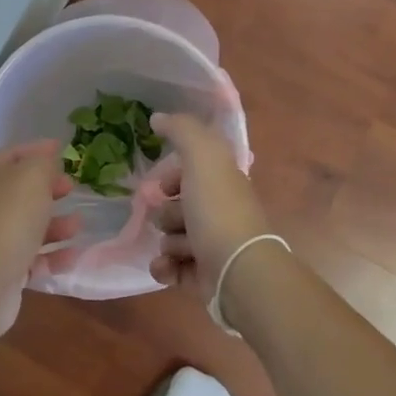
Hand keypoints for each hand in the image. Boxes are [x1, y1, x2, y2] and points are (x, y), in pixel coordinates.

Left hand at [0, 139, 79, 337]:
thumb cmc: (6, 220)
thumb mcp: (31, 177)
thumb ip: (43, 164)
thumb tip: (47, 164)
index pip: (11, 155)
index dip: (37, 149)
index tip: (62, 148)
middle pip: (19, 191)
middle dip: (48, 188)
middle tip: (72, 188)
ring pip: (27, 226)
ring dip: (55, 224)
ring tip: (78, 224)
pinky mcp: (1, 271)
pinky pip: (32, 258)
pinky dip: (52, 255)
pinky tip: (73, 255)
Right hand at [148, 113, 272, 301]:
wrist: (237, 271)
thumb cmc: (218, 210)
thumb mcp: (202, 156)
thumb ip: (182, 130)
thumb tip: (158, 118)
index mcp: (223, 184)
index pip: (192, 173)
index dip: (173, 176)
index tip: (163, 185)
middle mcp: (219, 214)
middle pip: (177, 207)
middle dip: (166, 213)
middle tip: (174, 219)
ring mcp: (212, 247)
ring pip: (171, 238)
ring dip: (168, 241)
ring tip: (179, 247)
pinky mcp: (202, 277)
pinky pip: (170, 267)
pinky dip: (164, 267)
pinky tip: (166, 266)